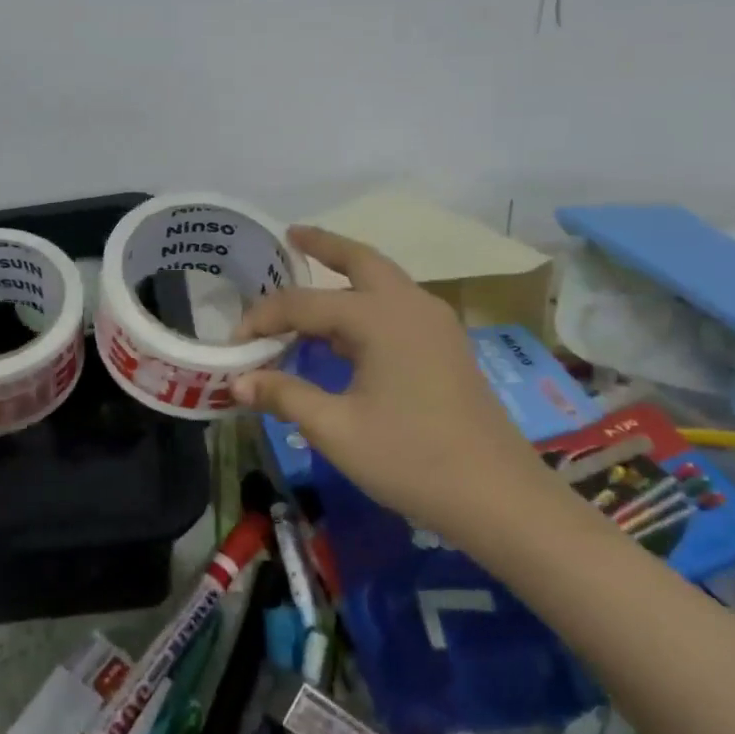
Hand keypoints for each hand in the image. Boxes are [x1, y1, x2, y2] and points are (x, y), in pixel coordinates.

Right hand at [233, 226, 574, 554]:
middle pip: (360, 259)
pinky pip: (396, 305)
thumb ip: (285, 397)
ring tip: (312, 273)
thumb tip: (237, 383)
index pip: (303, 304)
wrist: (500, 499)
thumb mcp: (337, 430)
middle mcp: (409, 305)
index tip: (234, 341)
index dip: (262, 319)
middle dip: (324, 244)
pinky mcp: (447, 346)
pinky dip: (366, 300)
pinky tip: (347, 327)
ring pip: (383, 280)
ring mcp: (435, 324)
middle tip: (291, 235)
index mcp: (379, 317)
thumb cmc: (412, 460)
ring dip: (347, 272)